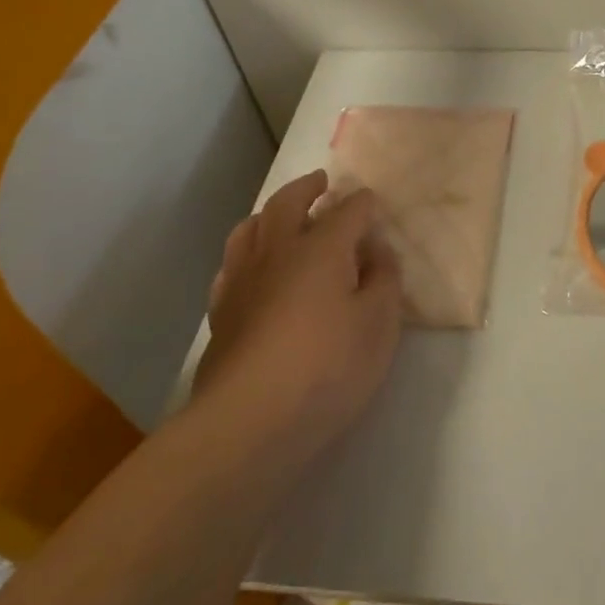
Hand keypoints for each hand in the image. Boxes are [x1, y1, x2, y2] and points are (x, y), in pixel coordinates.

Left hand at [191, 170, 403, 464]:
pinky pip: (231, 266)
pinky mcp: (220, 313)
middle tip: (319, 182)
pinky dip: (245, 254)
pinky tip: (252, 269)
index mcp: (321, 247)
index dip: (363, 203)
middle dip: (307, 188)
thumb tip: (376, 250)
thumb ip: (384, 280)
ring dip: (268, 214)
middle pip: (287, 204)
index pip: (348, 210)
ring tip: (280, 217)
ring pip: (249, 229)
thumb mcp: (379, 324)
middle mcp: (278, 252)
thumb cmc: (327, 368)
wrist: (248, 422)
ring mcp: (242, 281)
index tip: (372, 203)